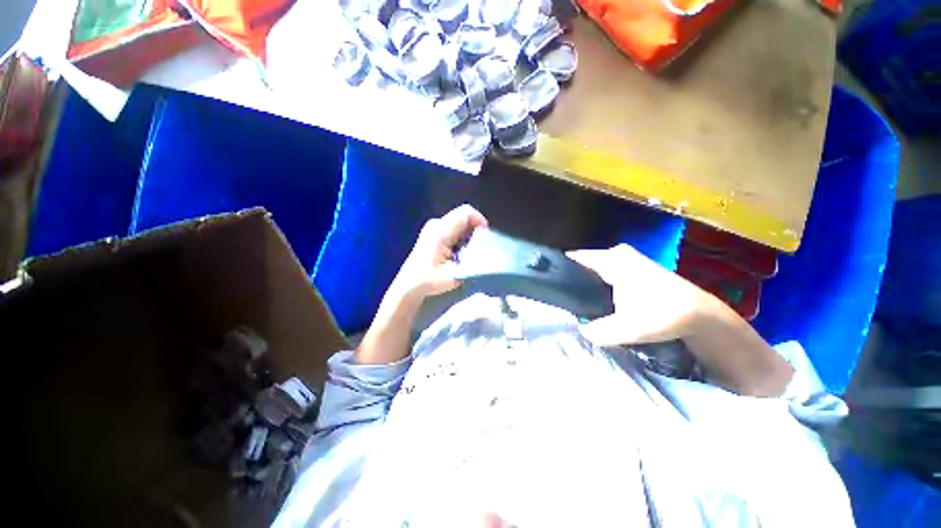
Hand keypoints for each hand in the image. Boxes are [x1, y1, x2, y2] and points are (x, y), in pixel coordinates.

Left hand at [390, 204, 488, 300]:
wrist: (409, 285)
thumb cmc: (430, 280)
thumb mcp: (456, 274)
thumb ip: (473, 261)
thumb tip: (487, 253)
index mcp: (441, 231)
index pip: (466, 213)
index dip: (480, 221)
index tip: (485, 238)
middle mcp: (436, 224)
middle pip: (464, 216)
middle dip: (475, 230)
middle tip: (478, 248)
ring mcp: (433, 226)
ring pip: (459, 222)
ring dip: (468, 234)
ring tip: (468, 252)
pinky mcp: (433, 232)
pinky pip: (453, 227)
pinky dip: (461, 237)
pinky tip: (459, 252)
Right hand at [567, 244, 707, 346]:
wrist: (703, 315)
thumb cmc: (664, 315)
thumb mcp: (626, 328)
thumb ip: (597, 331)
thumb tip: (577, 331)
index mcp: (611, 260)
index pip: (574, 258)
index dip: (560, 271)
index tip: (548, 287)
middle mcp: (617, 254)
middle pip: (583, 266)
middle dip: (572, 282)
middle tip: (562, 300)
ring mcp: (627, 260)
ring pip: (595, 270)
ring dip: (586, 285)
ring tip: (576, 303)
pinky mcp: (635, 269)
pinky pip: (607, 273)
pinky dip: (599, 286)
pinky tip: (597, 302)